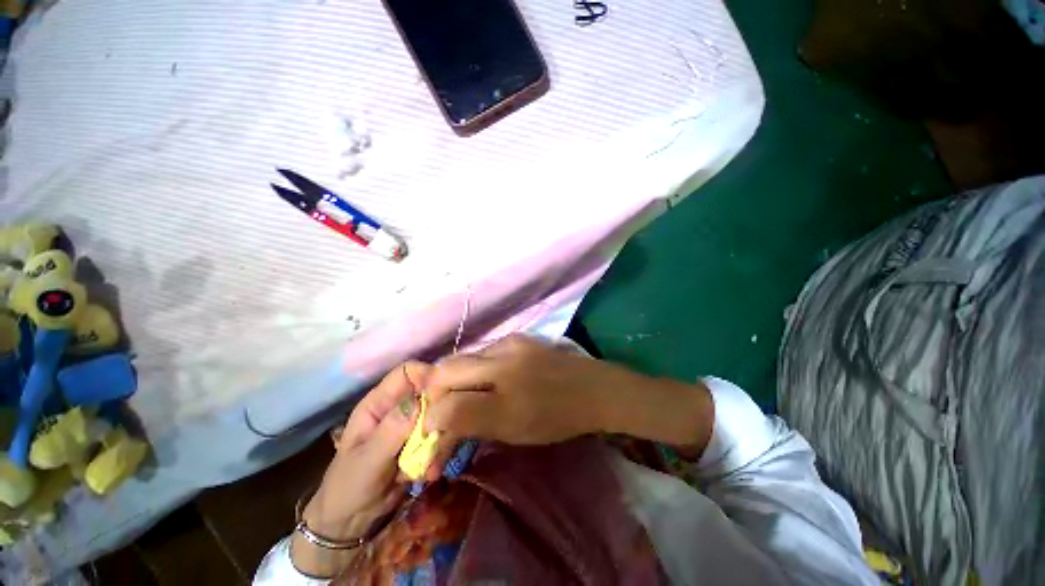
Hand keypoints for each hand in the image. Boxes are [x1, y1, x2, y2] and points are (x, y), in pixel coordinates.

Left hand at [291, 361, 430, 577]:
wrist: (351, 522)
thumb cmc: (348, 486)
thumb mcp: (367, 460)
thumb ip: (391, 430)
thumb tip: (419, 401)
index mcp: (379, 402)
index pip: (408, 372)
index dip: (427, 376)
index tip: (443, 395)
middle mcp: (399, 408)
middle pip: (430, 391)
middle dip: (439, 413)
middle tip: (441, 435)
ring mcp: (412, 425)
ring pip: (439, 416)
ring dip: (440, 439)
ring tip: (430, 464)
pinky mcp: (422, 442)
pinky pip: (440, 438)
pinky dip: (439, 454)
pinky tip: (428, 473)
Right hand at [423, 335, 714, 477]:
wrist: (594, 388)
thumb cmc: (557, 417)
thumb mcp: (513, 430)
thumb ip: (471, 422)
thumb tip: (436, 419)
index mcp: (502, 391)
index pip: (447, 404)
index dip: (431, 420)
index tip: (430, 434)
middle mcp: (501, 358)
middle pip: (447, 370)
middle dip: (434, 392)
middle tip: (437, 413)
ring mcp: (510, 343)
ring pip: (465, 360)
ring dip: (453, 379)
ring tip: (459, 397)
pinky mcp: (518, 338)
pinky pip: (483, 353)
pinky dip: (473, 369)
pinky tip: (482, 380)